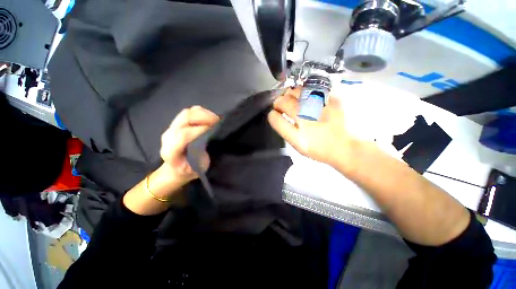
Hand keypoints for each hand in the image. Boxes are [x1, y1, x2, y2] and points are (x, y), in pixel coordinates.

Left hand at [160, 106, 219, 183]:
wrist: (175, 169)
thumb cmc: (189, 170)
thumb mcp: (197, 168)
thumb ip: (202, 154)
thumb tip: (211, 138)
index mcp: (170, 151)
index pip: (184, 134)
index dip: (201, 130)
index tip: (215, 130)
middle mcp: (168, 136)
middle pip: (185, 118)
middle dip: (204, 117)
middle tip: (218, 122)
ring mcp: (171, 127)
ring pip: (187, 112)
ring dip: (203, 114)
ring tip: (215, 120)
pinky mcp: (176, 123)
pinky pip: (189, 112)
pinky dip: (200, 112)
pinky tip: (208, 119)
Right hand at [268, 87, 357, 168]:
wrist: (343, 147)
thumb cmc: (317, 149)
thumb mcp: (296, 145)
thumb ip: (284, 129)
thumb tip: (276, 114)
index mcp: (299, 137)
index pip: (276, 119)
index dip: (272, 114)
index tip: (274, 113)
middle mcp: (308, 121)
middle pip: (285, 101)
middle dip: (279, 102)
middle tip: (281, 105)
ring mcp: (321, 108)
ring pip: (297, 91)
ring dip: (290, 94)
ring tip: (292, 99)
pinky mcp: (332, 100)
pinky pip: (312, 89)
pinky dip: (305, 91)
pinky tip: (306, 98)